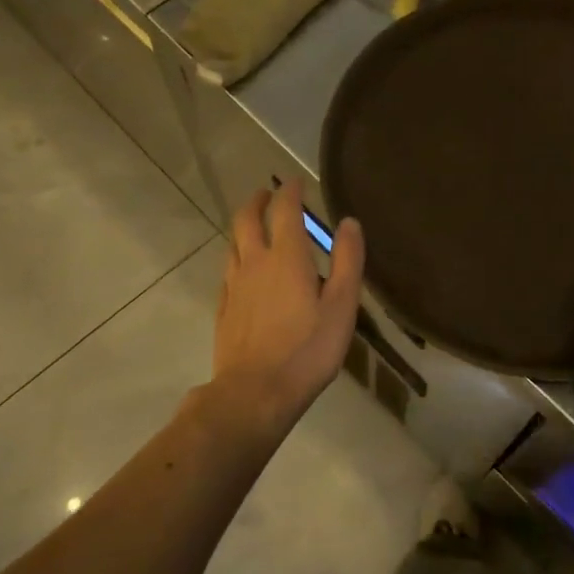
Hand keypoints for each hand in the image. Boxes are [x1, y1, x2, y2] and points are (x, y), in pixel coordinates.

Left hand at [212, 179, 363, 430]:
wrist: (255, 393)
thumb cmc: (307, 349)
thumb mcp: (341, 306)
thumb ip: (347, 261)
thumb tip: (349, 222)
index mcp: (286, 257)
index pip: (285, 211)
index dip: (290, 191)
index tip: (295, 180)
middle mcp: (254, 263)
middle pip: (247, 220)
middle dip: (258, 201)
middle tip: (267, 193)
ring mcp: (234, 286)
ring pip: (233, 244)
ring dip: (243, 227)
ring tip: (253, 226)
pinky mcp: (224, 309)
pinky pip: (227, 271)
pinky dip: (236, 257)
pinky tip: (242, 269)